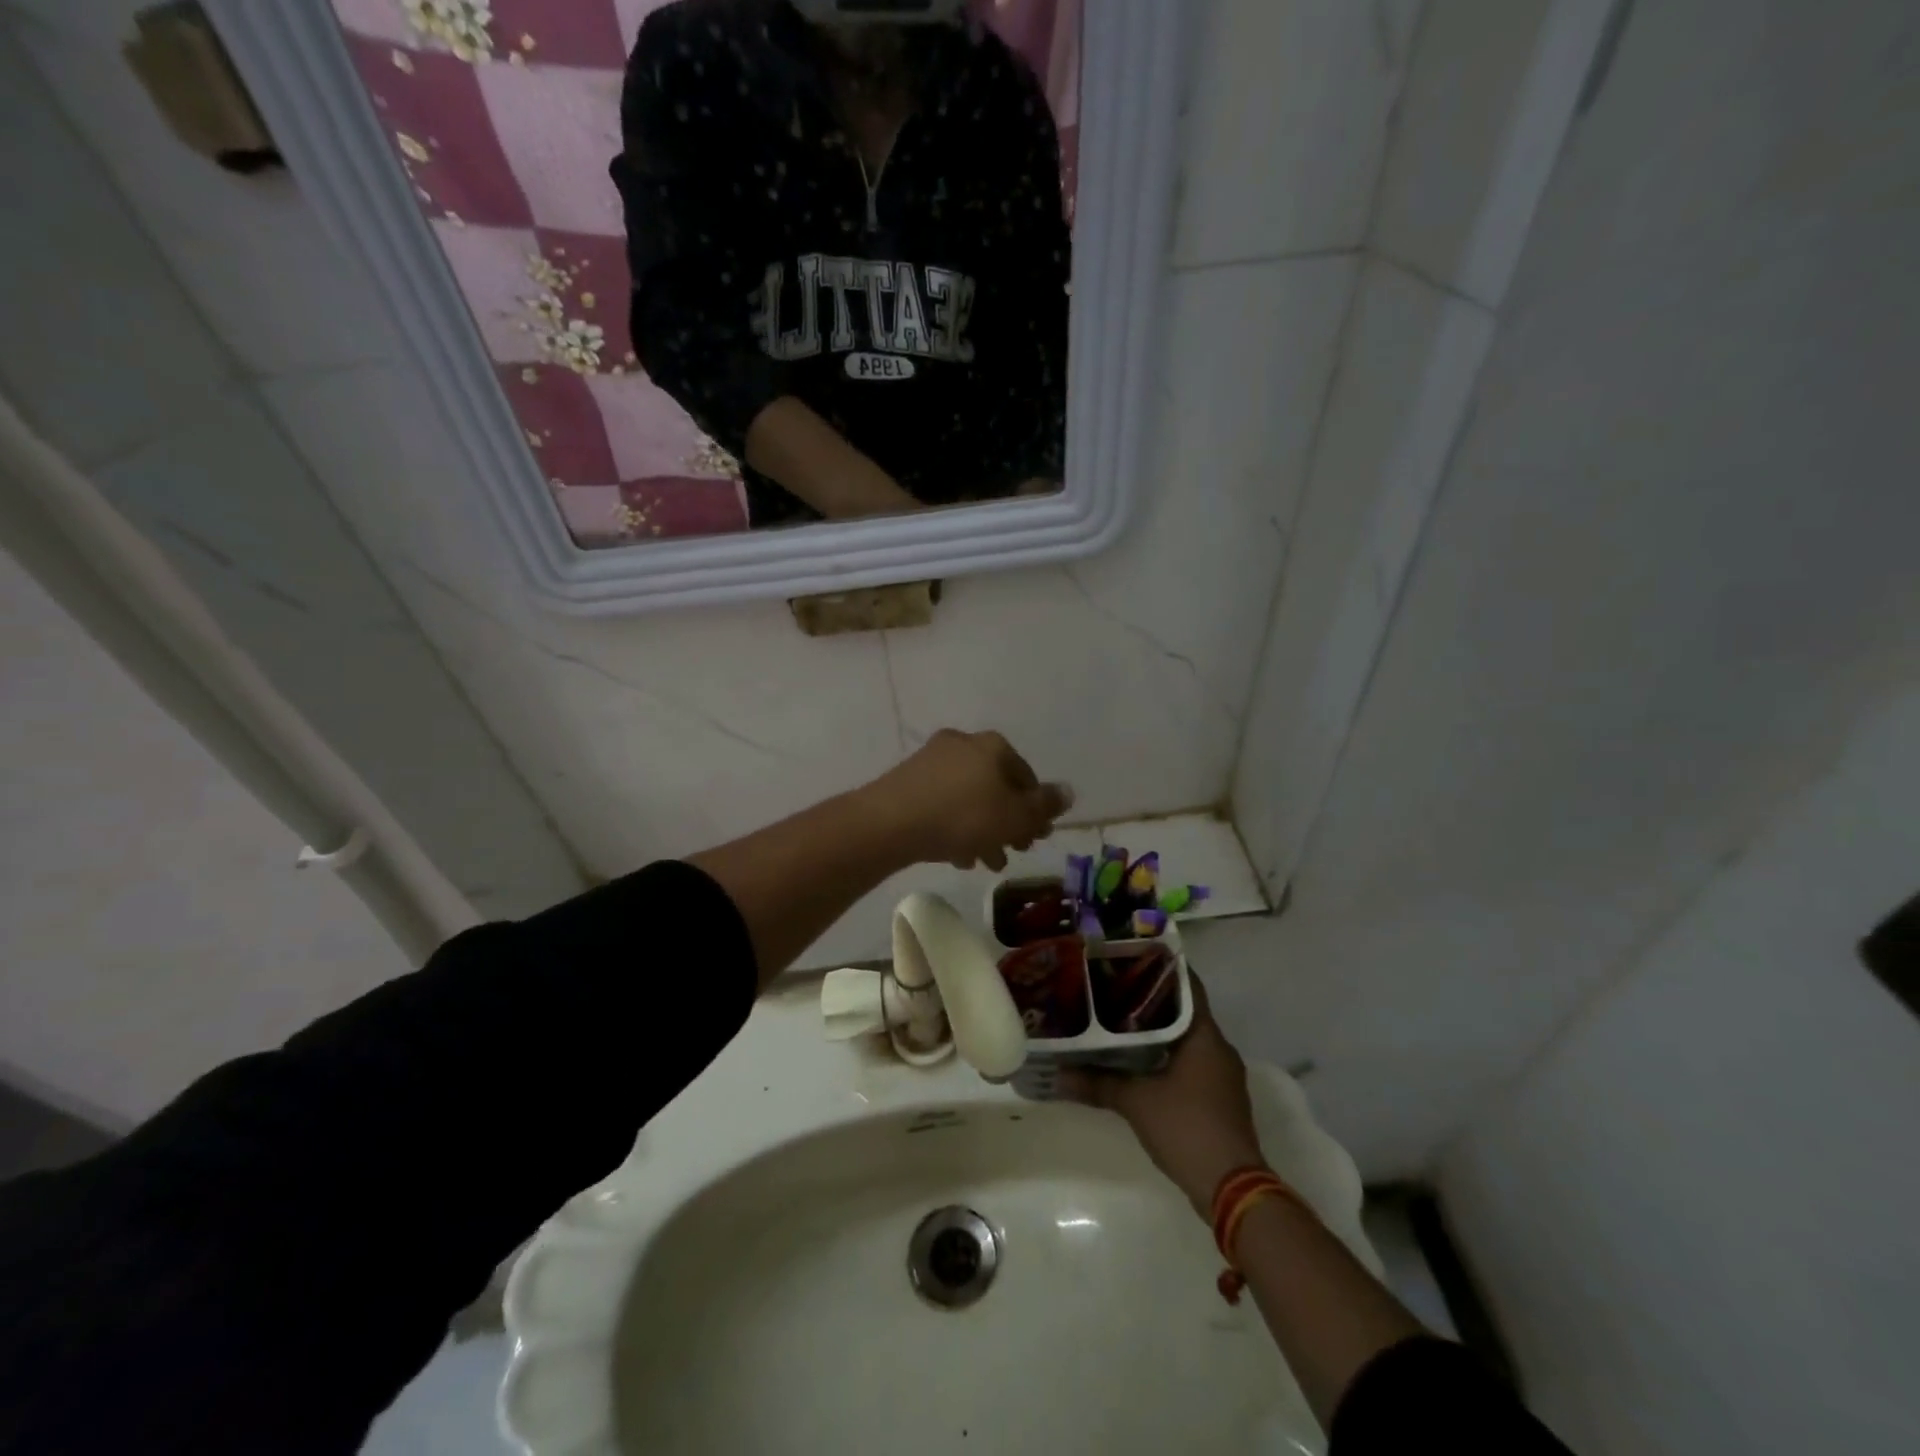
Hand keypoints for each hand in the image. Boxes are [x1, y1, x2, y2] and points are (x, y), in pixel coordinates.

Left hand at [865, 729, 1070, 870]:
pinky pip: (943, 803)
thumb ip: (1044, 806)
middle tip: (1013, 851)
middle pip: (996, 787)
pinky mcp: (908, 781)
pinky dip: (955, 826)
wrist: (891, 822)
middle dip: (1008, 822)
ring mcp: (932, 760)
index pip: (1026, 776)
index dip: (1036, 809)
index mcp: (993, 746)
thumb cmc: (964, 816)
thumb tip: (1068, 791)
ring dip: (982, 829)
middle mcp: (963, 744)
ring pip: (969, 798)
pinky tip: (957, 856)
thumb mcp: (1015, 817)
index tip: (1036, 837)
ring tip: (986, 863)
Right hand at [1063, 977, 1265, 1216]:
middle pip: (1185, 1011)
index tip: (1132, 956)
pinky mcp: (1220, 1098)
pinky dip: (1168, 1056)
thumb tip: (1057, 1074)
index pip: (1188, 985)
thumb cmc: (1187, 1128)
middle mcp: (1218, 1048)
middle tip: (1114, 988)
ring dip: (1159, 1030)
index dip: (1162, 968)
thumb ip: (1097, 1083)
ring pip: (1188, 1039)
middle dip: (1152, 999)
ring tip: (1119, 1021)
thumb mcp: (1136, 1102)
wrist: (1232, 1189)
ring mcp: (1222, 1075)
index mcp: (1205, 1035)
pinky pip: (1192, 1063)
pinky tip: (1140, 1062)